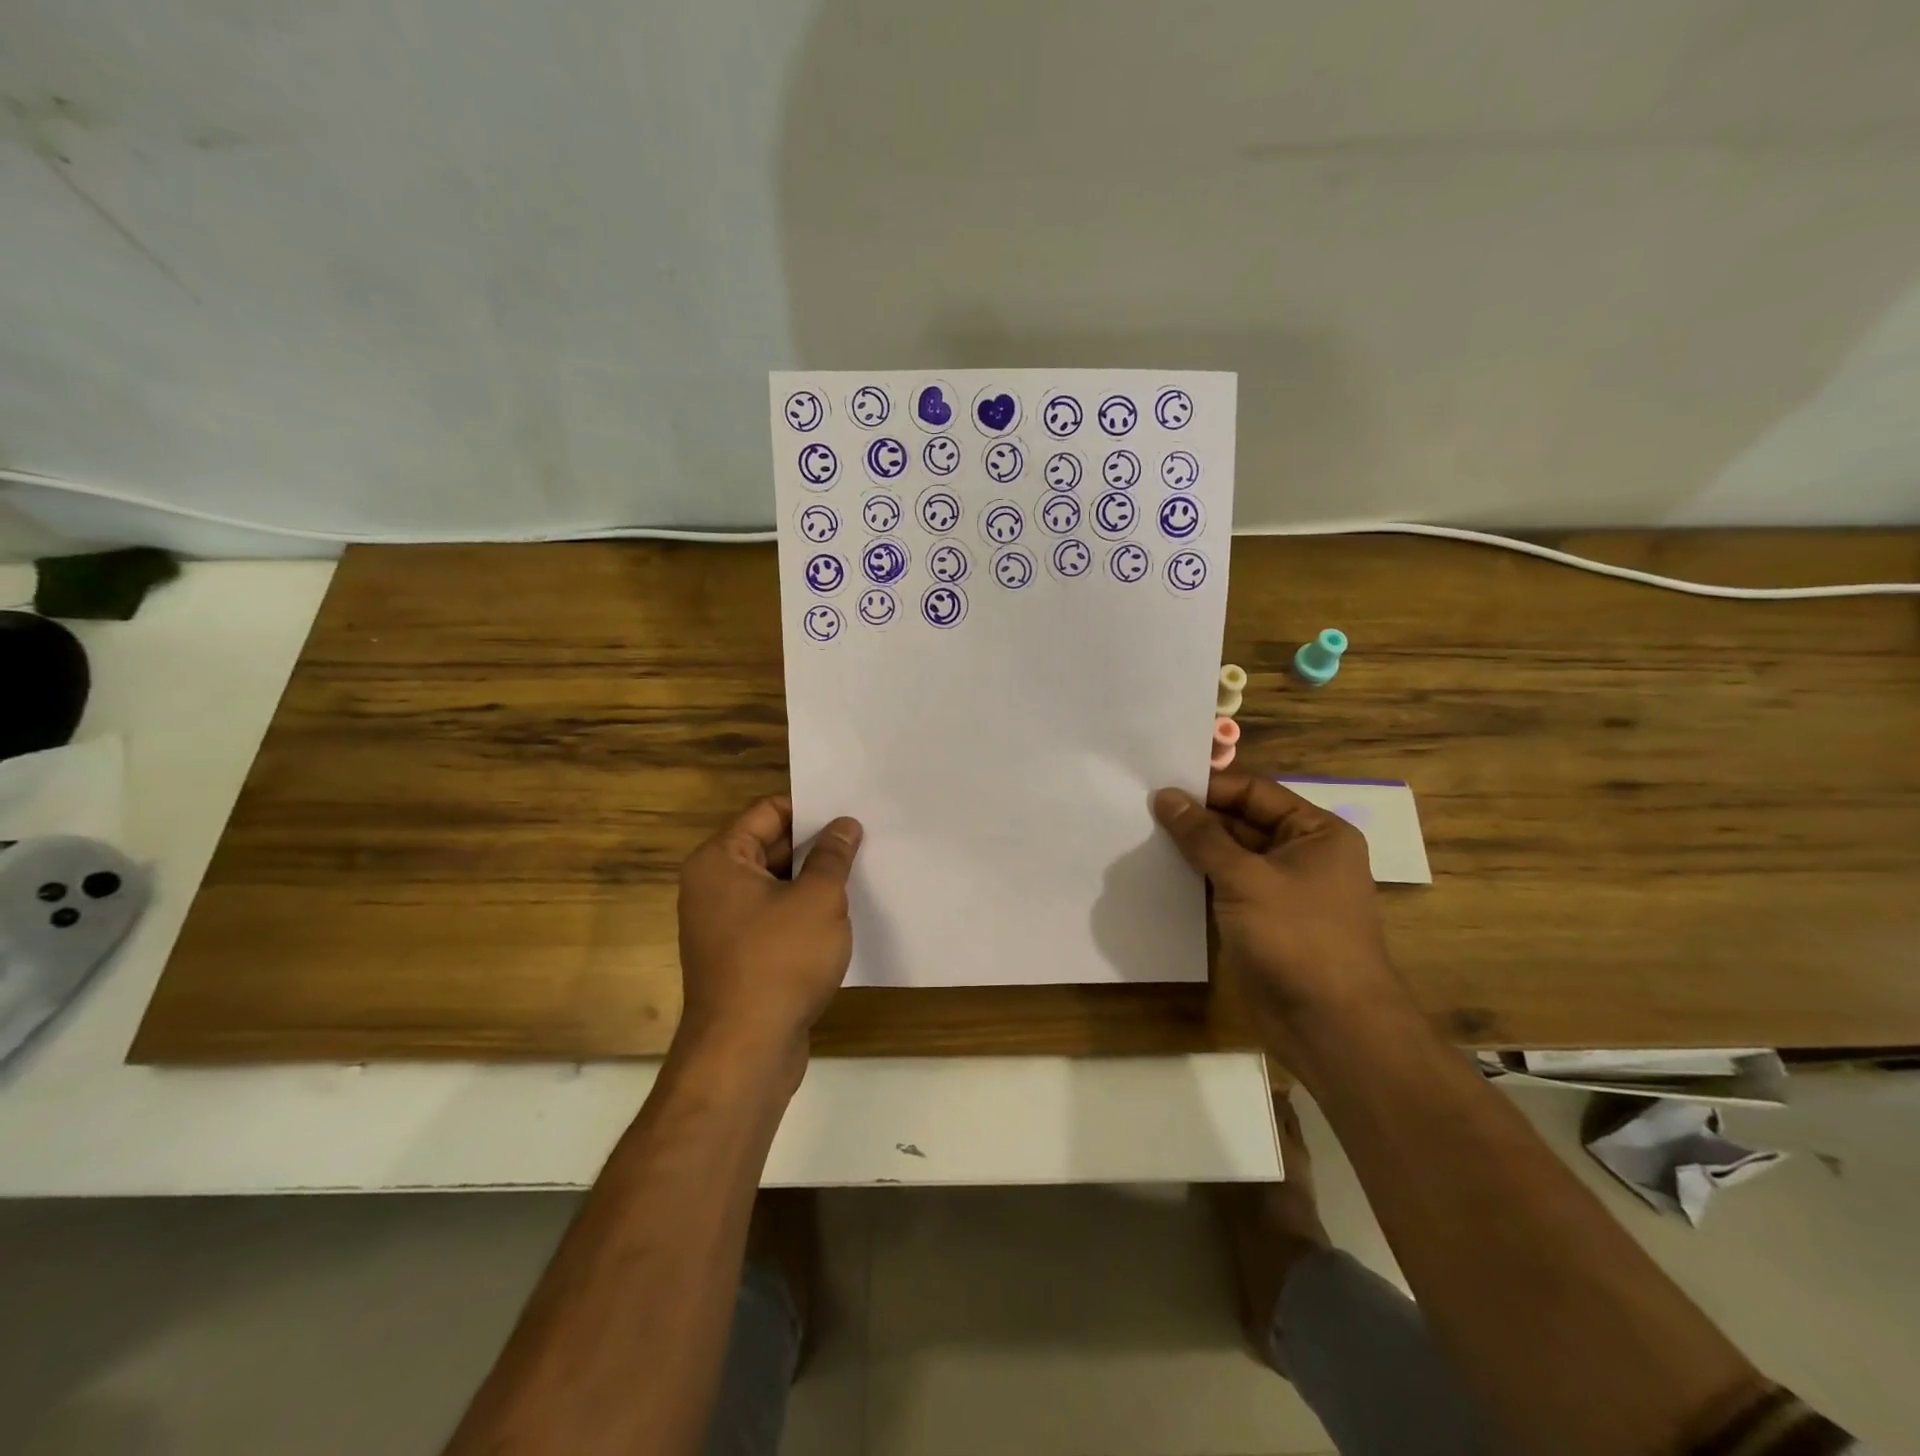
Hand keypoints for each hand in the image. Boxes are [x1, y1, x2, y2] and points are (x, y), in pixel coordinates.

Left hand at [675, 795, 863, 1085]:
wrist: (745, 1052)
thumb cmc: (780, 961)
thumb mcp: (818, 899)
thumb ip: (832, 856)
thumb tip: (844, 825)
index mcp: (720, 861)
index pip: (768, 812)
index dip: (810, 809)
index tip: (850, 813)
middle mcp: (713, 886)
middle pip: (770, 847)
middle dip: (816, 846)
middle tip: (864, 840)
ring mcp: (723, 924)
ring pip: (775, 886)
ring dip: (813, 881)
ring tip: (861, 873)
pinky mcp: (739, 956)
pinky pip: (774, 918)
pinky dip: (803, 913)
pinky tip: (841, 916)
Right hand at [1152, 772, 1410, 1058]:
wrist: (1329, 1025)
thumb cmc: (1297, 937)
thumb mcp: (1245, 878)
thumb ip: (1202, 836)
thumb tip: (1165, 795)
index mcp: (1317, 832)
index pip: (1255, 792)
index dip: (1210, 787)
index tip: (1160, 784)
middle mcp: (1303, 854)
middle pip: (1242, 822)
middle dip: (1197, 819)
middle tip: (1143, 810)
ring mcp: (1282, 890)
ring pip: (1230, 856)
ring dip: (1193, 850)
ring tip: (1142, 836)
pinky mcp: (1263, 920)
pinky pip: (1226, 887)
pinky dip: (1198, 879)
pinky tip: (1160, 873)